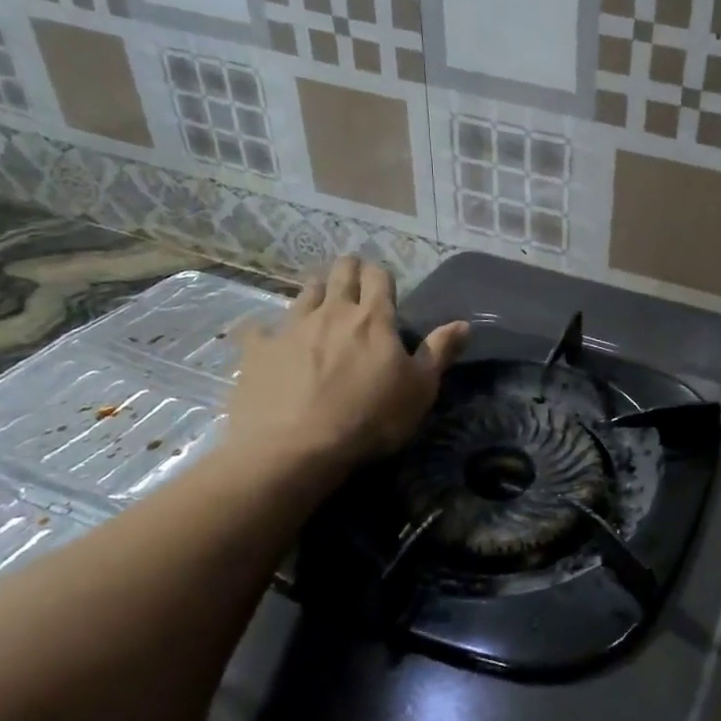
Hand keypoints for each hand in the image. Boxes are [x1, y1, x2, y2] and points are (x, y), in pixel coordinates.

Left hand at [221, 256, 468, 486]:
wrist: (295, 449)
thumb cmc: (370, 419)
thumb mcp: (420, 390)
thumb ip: (440, 352)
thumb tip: (463, 323)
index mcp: (373, 319)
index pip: (378, 277)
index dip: (381, 275)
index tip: (383, 282)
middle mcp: (332, 313)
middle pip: (340, 274)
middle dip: (349, 270)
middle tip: (353, 280)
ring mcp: (290, 328)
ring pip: (303, 293)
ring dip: (315, 292)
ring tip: (319, 302)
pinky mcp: (257, 351)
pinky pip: (257, 329)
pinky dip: (263, 329)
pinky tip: (264, 336)